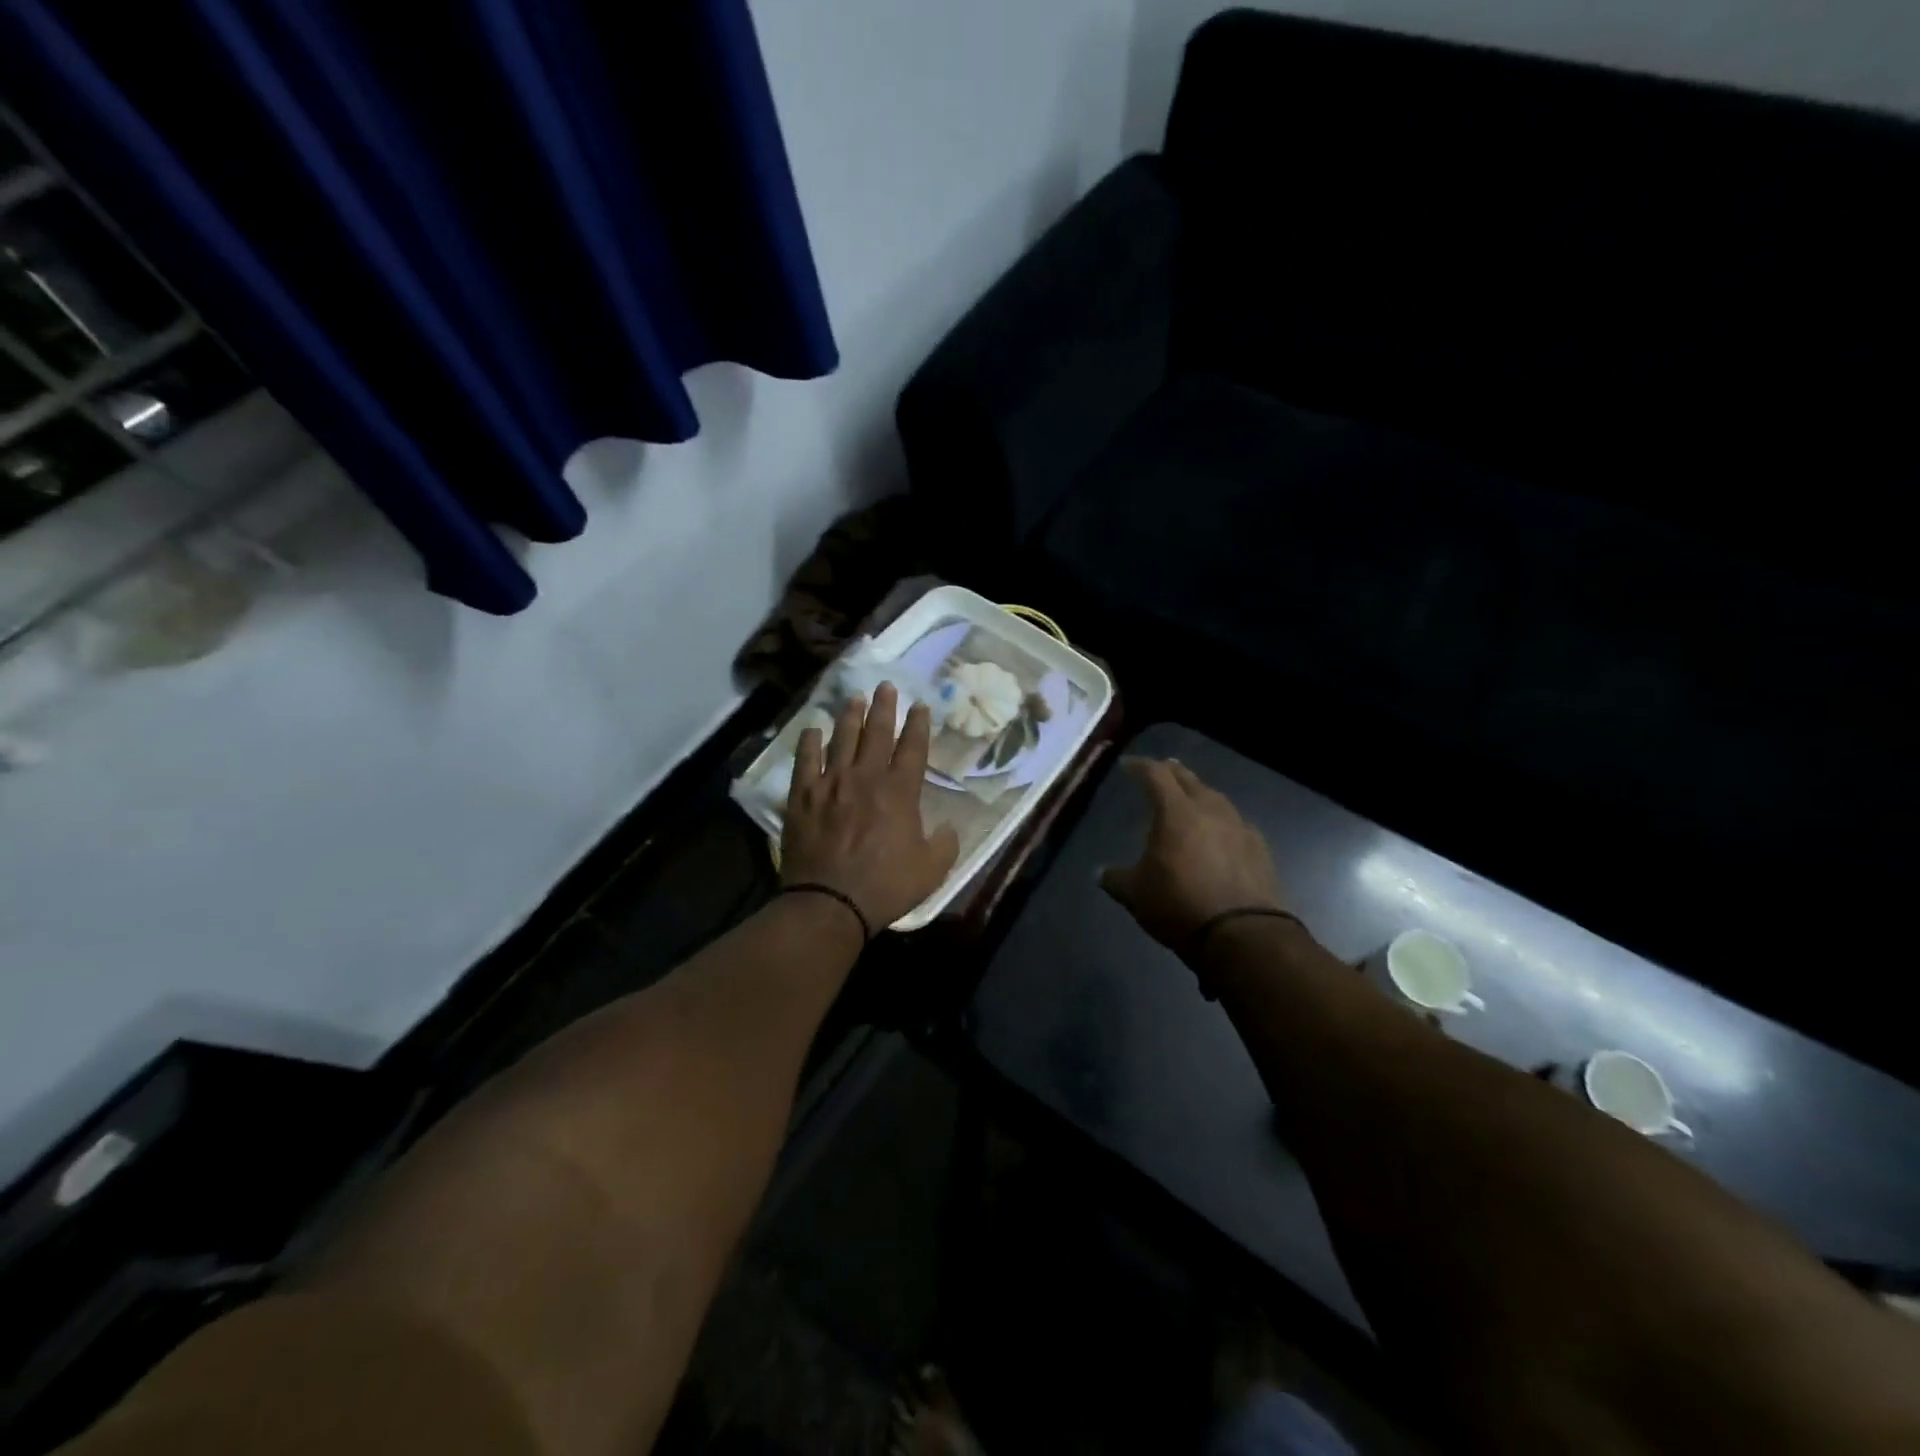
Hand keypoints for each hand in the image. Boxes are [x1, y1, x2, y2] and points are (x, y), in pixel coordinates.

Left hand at [782, 682, 960, 932]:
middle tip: (886, 686)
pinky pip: (805, 760)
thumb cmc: (885, 886)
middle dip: (884, 707)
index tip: (921, 706)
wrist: (830, 902)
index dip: (919, 724)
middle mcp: (865, 777)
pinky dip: (810, 742)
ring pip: (842, 738)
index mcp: (900, 791)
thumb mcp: (931, 870)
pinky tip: (813, 730)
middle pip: (877, 732)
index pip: (913, 747)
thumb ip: (945, 843)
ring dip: (850, 716)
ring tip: (854, 698)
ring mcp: (830, 783)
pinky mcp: (802, 796)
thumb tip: (947, 828)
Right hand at [1101, 758, 1287, 951]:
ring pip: (1216, 799)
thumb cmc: (1180, 905)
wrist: (1244, 935)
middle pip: (1190, 780)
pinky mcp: (1260, 849)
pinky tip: (1219, 833)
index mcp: (1176, 812)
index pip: (1156, 775)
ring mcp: (1239, 828)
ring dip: (1200, 795)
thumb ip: (1116, 878)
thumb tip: (1101, 873)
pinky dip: (1221, 821)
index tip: (1129, 766)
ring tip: (1191, 800)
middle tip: (1162, 771)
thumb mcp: (1135, 895)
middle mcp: (1210, 810)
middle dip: (1173, 773)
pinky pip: (1235, 823)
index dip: (1141, 767)